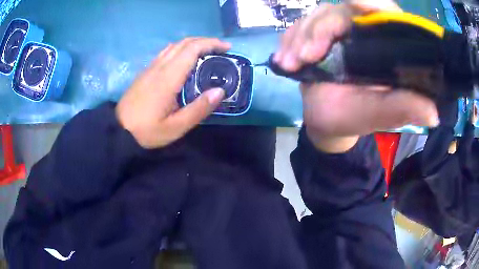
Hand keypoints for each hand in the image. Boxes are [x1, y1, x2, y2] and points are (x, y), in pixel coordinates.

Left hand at [116, 38, 230, 148]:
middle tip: (220, 50)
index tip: (227, 48)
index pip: (192, 49)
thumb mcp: (175, 127)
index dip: (211, 44)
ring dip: (193, 44)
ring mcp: (151, 67)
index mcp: (168, 77)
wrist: (117, 130)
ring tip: (206, 54)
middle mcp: (159, 66)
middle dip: (205, 41)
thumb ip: (198, 109)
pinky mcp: (146, 72)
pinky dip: (181, 50)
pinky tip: (185, 62)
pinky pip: (166, 53)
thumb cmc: (146, 131)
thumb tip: (220, 91)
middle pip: (184, 42)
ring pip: (174, 46)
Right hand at [274, 1, 438, 152]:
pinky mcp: (318, 33)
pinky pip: (300, 25)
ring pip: (317, 16)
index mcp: (386, 48)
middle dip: (320, 29)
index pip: (385, 13)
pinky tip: (284, 60)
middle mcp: (364, 32)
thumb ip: (402, 109)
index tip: (355, 1)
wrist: (325, 120)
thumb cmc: (354, 118)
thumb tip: (434, 114)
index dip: (373, 4)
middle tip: (305, 57)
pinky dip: (289, 40)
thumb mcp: (379, 115)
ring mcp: (339, 30)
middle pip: (342, 11)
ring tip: (291, 64)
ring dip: (299, 37)